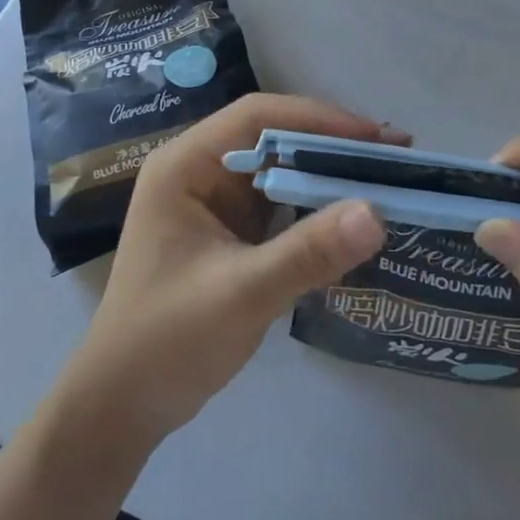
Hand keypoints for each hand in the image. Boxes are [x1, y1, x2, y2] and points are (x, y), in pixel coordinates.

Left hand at [53, 95, 397, 456]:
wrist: (123, 403)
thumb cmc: (167, 340)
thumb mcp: (241, 293)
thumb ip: (307, 253)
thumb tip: (377, 213)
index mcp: (185, 165)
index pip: (258, 116)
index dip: (319, 119)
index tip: (375, 137)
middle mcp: (199, 171)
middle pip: (273, 137)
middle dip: (332, 145)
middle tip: (396, 157)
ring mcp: (214, 201)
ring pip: (280, 169)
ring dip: (328, 174)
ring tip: (387, 180)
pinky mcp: (229, 231)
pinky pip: (279, 204)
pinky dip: (315, 206)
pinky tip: (353, 216)